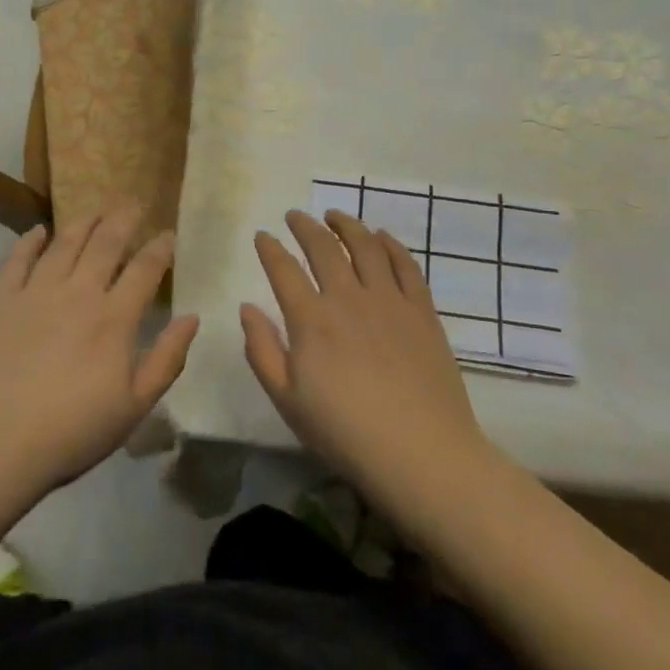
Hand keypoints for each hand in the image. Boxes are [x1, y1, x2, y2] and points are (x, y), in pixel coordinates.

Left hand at [0, 206, 198, 497]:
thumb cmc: (72, 432)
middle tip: (135, 201)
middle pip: (106, 243)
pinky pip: (17, 259)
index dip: (160, 247)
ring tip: (96, 207)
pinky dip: (29, 240)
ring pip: (65, 243)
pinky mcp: (1, 301)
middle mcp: (78, 293)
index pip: (145, 269)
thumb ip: (167, 359)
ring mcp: (36, 293)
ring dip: (84, 221)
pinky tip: (38, 230)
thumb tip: (192, 317)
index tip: (169, 233)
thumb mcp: (134, 406)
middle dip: (124, 218)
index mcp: (114, 318)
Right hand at [242, 210, 488, 509]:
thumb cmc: (345, 433)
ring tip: (335, 215)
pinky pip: (405, 265)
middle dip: (305, 226)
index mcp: (311, 320)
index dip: (269, 248)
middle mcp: (347, 297)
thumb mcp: (287, 401)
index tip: (262, 235)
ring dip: (347, 225)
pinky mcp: (422, 310)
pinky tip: (382, 237)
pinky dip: (390, 244)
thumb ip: (262, 350)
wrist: (421, 453)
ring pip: (365, 246)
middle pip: (324, 247)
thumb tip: (247, 308)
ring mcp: (389, 300)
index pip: (283, 269)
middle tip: (295, 215)